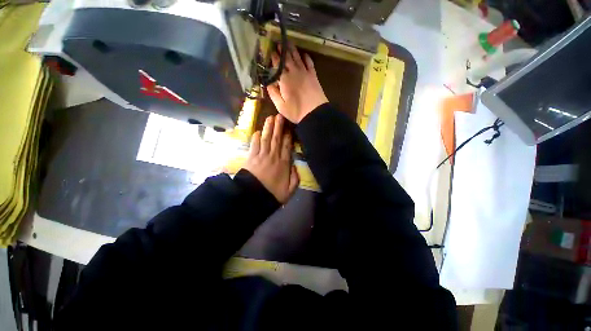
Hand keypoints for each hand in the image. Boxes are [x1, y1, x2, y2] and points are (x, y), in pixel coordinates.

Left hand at [242, 114, 298, 203]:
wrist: (254, 197)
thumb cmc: (273, 193)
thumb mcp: (290, 190)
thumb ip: (295, 178)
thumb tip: (295, 166)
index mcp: (283, 164)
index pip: (287, 146)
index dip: (288, 136)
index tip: (289, 128)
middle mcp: (273, 156)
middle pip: (276, 139)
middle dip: (278, 127)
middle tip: (279, 116)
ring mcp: (262, 156)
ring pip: (266, 139)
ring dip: (268, 128)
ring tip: (270, 118)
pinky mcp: (251, 158)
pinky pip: (254, 145)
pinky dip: (255, 137)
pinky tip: (257, 131)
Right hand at [267, 45, 328, 123]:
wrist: (315, 113)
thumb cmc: (296, 111)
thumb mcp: (281, 106)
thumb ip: (273, 93)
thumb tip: (268, 83)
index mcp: (284, 79)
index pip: (277, 64)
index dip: (274, 57)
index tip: (270, 51)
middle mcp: (294, 72)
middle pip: (287, 58)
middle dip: (282, 50)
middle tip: (278, 43)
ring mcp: (305, 73)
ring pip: (297, 57)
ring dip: (292, 50)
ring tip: (288, 43)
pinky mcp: (313, 76)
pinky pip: (309, 63)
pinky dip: (306, 57)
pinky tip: (304, 54)